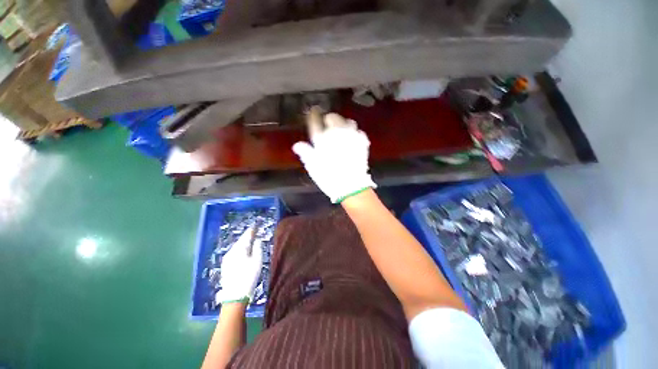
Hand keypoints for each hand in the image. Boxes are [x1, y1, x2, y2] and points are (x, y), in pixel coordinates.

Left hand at [216, 227, 262, 304]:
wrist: (234, 296)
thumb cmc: (249, 276)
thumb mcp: (257, 260)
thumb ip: (257, 247)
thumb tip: (257, 239)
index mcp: (239, 249)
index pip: (246, 236)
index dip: (252, 230)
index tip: (256, 225)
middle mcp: (231, 252)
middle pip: (241, 241)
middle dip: (247, 236)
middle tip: (254, 232)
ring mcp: (227, 259)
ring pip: (237, 247)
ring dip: (243, 243)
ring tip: (250, 240)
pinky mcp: (225, 265)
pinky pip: (234, 253)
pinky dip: (240, 249)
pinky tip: (243, 252)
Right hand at [292, 108, 376, 202]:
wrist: (351, 186)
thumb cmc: (329, 177)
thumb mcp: (313, 167)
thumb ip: (306, 153)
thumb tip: (297, 145)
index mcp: (322, 139)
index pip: (315, 121)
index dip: (313, 115)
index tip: (313, 112)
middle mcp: (337, 133)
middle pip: (333, 117)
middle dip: (329, 119)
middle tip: (327, 125)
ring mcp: (351, 136)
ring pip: (348, 122)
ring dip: (343, 124)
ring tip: (341, 131)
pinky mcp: (362, 142)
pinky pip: (359, 132)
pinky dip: (355, 134)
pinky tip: (353, 140)